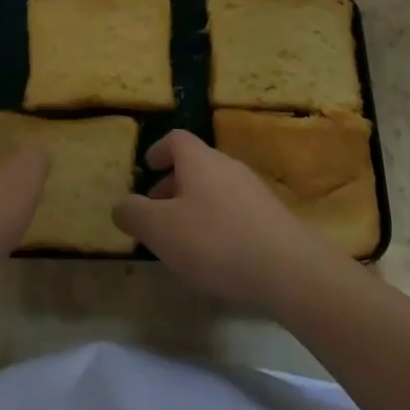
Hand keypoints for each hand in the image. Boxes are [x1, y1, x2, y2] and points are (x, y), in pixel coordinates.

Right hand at [113, 129, 337, 311]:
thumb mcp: (161, 230)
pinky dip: (218, 222)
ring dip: (195, 205)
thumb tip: (120, 205)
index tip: (148, 167)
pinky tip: (217, 255)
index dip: (159, 150)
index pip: (176, 139)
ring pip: (215, 188)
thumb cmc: (215, 241)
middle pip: (196, 164)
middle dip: (173, 185)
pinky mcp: (272, 217)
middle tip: (158, 211)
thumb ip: (134, 214)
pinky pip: (235, 209)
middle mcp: (227, 165)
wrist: (289, 269)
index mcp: (199, 159)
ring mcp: (253, 190)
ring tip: (184, 238)